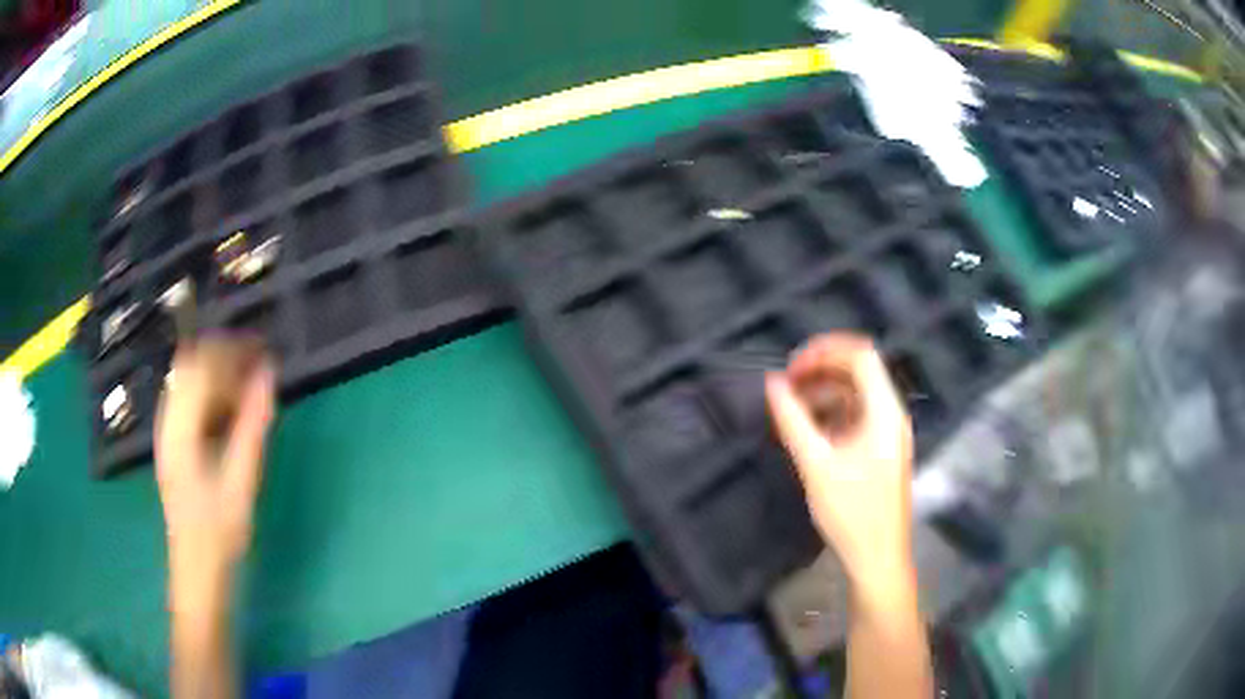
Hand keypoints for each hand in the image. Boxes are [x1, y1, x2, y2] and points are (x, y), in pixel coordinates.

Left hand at [156, 336, 275, 583]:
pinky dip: (209, 392)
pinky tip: (227, 410)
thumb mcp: (241, 482)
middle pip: (189, 364)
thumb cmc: (220, 532)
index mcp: (180, 428)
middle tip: (256, 364)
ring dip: (215, 372)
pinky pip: (187, 399)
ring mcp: (167, 432)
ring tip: (245, 384)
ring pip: (186, 379)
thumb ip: (252, 426)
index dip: (231, 350)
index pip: (201, 365)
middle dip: (223, 355)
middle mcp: (167, 421)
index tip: (262, 349)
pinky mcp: (172, 443)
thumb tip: (268, 375)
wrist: (196, 571)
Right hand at [766, 334, 913, 590]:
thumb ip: (793, 421)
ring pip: (858, 394)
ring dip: (825, 390)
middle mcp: (891, 414)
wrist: (878, 557)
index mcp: (884, 411)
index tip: (791, 366)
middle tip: (787, 383)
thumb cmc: (851, 513)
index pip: (861, 355)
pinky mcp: (881, 450)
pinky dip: (833, 412)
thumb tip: (773, 383)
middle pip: (860, 371)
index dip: (825, 350)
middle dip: (822, 368)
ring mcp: (888, 433)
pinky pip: (858, 416)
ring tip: (792, 404)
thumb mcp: (817, 465)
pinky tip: (809, 427)